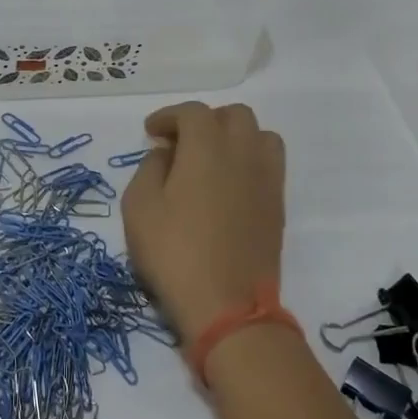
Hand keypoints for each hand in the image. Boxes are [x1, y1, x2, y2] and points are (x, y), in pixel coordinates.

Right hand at [120, 101, 286, 344]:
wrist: (228, 306)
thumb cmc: (175, 252)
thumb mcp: (140, 207)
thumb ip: (150, 168)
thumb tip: (167, 153)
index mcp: (207, 146)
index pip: (192, 112)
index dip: (168, 116)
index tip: (151, 132)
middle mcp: (243, 152)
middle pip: (233, 115)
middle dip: (205, 120)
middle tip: (181, 143)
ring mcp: (266, 178)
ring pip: (259, 134)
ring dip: (234, 136)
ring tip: (211, 158)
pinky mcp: (277, 204)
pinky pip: (269, 163)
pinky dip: (249, 159)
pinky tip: (229, 183)